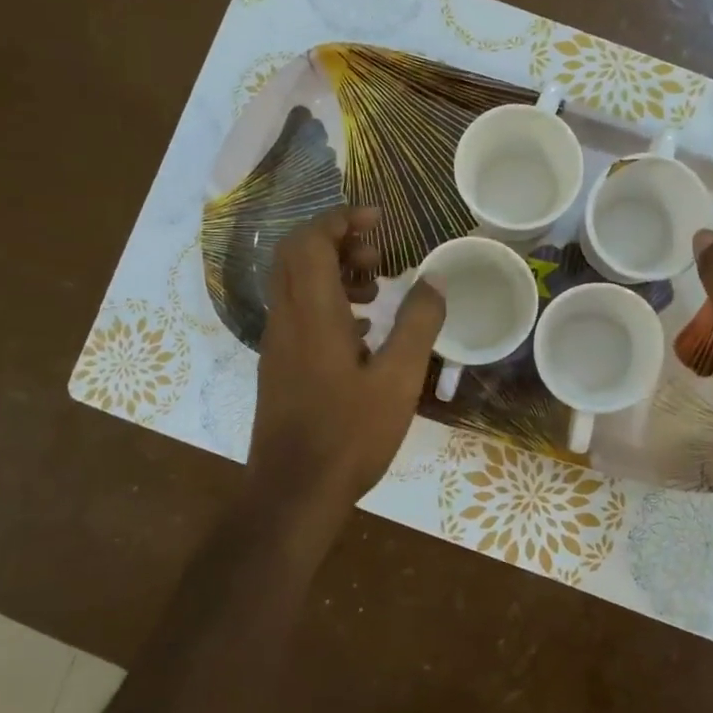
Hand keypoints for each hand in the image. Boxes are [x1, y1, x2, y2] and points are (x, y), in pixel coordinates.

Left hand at [251, 207, 444, 511]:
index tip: (378, 220)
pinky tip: (362, 331)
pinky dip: (327, 302)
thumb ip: (418, 324)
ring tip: (376, 290)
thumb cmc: (349, 435)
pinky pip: (298, 312)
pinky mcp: (280, 367)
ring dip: (332, 272)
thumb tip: (434, 280)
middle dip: (337, 240)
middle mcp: (286, 320)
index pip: (311, 241)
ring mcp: (278, 344)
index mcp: (312, 314)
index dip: (341, 219)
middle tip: (379, 255)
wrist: (293, 493)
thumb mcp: (399, 380)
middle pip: (297, 255)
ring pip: (295, 284)